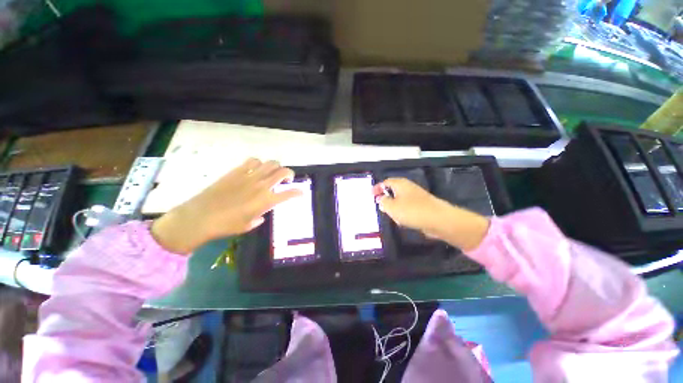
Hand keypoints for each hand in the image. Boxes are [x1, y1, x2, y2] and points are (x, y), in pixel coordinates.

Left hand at [151, 158, 301, 253]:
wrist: (200, 217)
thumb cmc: (226, 225)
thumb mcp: (247, 225)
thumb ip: (258, 218)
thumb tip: (260, 216)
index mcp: (267, 201)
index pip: (289, 193)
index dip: (298, 192)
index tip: (301, 192)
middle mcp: (262, 186)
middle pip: (283, 171)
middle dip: (289, 174)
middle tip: (287, 179)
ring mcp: (249, 176)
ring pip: (270, 163)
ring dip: (275, 167)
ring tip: (271, 173)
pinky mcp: (236, 171)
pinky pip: (252, 161)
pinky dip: (258, 163)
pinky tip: (255, 169)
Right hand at [374, 178, 489, 250]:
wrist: (438, 220)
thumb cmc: (411, 211)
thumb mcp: (392, 207)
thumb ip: (383, 202)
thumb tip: (381, 199)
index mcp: (400, 184)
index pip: (385, 182)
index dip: (377, 188)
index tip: (371, 195)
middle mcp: (408, 187)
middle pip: (393, 190)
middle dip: (386, 198)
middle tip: (379, 205)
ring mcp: (416, 196)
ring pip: (400, 200)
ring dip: (394, 207)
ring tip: (390, 215)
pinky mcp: (422, 206)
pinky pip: (408, 207)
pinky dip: (403, 212)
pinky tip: (403, 221)